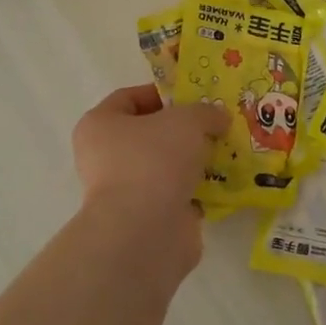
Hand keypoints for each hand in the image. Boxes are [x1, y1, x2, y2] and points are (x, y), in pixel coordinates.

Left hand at [72, 84, 227, 226]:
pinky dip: (197, 191)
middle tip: (215, 125)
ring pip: (165, 167)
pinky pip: (176, 196)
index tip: (195, 97)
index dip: (162, 93)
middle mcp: (105, 157)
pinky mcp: (146, 219)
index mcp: (99, 125)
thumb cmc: (154, 160)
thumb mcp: (187, 120)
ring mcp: (125, 191)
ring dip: (193, 161)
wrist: (145, 231)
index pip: (129, 98)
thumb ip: (205, 112)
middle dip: (184, 130)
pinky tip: (224, 183)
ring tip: (226, 152)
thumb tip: (219, 118)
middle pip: (149, 134)